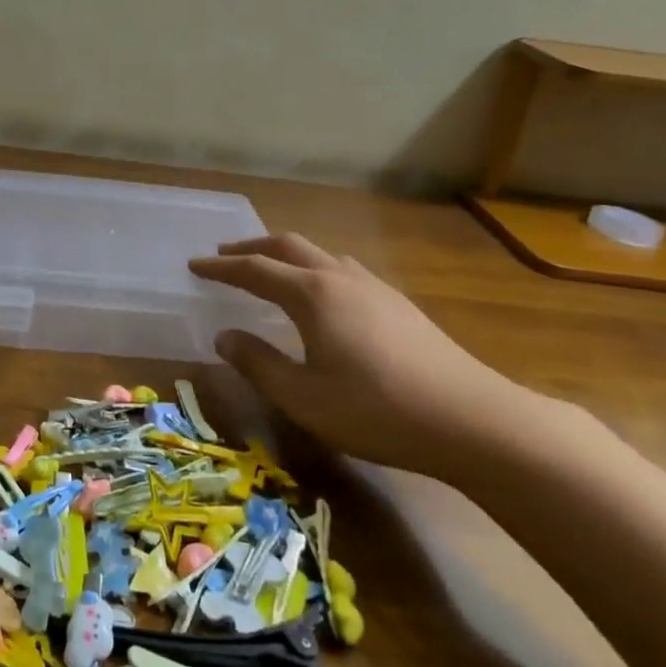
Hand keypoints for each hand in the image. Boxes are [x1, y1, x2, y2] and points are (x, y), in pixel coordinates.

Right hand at [190, 232, 551, 482]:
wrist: (471, 420)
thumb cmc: (375, 409)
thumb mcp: (303, 396)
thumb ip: (258, 363)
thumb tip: (225, 336)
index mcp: (312, 294)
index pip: (255, 270)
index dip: (221, 267)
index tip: (194, 265)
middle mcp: (340, 278)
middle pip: (289, 247)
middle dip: (252, 248)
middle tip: (224, 256)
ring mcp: (375, 287)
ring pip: (321, 254)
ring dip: (286, 255)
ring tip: (270, 269)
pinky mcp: (398, 304)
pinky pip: (343, 269)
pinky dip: (316, 269)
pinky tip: (323, 295)